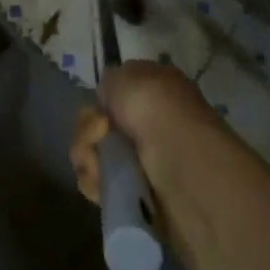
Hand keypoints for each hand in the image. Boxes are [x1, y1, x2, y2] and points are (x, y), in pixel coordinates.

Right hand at [70, 61, 222, 206]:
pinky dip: (93, 182)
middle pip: (98, 125)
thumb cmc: (156, 109)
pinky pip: (98, 183)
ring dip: (87, 156)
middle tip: (100, 133)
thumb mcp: (125, 75)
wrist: (182, 166)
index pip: (115, 94)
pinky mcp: (135, 194)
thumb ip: (110, 81)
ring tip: (98, 164)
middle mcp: (151, 124)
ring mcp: (144, 161)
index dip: (101, 100)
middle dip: (89, 129)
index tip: (100, 106)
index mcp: (155, 91)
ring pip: (94, 153)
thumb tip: (108, 98)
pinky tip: (100, 182)